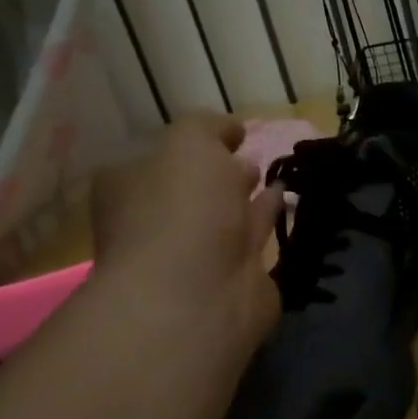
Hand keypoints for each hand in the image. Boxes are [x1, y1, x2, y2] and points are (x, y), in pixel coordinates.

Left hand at [89, 112, 282, 350]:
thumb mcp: (190, 142)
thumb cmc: (182, 208)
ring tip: (276, 173)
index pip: (160, 155)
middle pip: (192, 188)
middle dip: (220, 171)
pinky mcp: (234, 276)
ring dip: (247, 195)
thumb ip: (209, 127)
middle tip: (251, 155)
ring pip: (225, 214)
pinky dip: (268, 217)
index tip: (230, 133)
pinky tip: (287, 198)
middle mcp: (157, 219)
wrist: (198, 292)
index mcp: (130, 185)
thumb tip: (231, 131)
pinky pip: (254, 237)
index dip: (195, 142)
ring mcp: (195, 252)